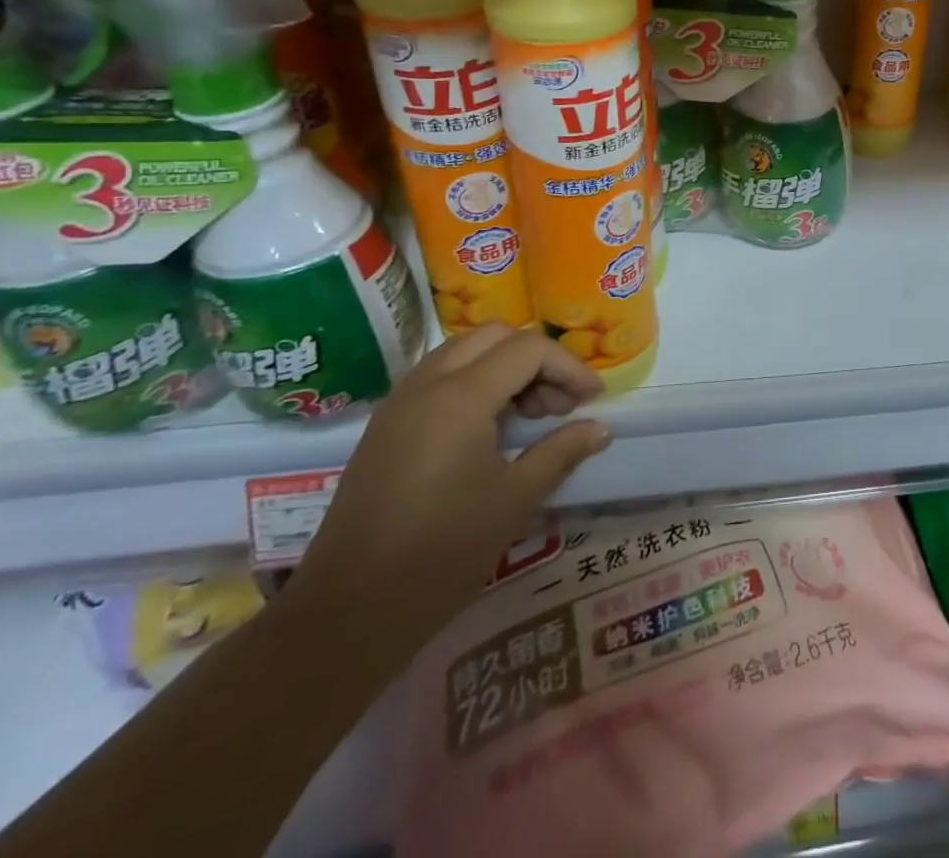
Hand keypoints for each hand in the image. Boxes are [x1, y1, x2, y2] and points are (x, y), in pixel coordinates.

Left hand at [291, 324, 610, 655]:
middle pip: (495, 336)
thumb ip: (561, 452)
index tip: (593, 400)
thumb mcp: (515, 499)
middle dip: (537, 359)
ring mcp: (400, 402)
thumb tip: (600, 429)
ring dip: (505, 368)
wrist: (348, 613)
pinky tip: (490, 430)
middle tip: (559, 404)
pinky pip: (439, 377)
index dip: (569, 368)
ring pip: (464, 352)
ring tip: (529, 416)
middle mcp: (427, 383)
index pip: (529, 350)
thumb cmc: (443, 552)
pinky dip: (475, 383)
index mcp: (460, 395)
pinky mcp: (386, 426)